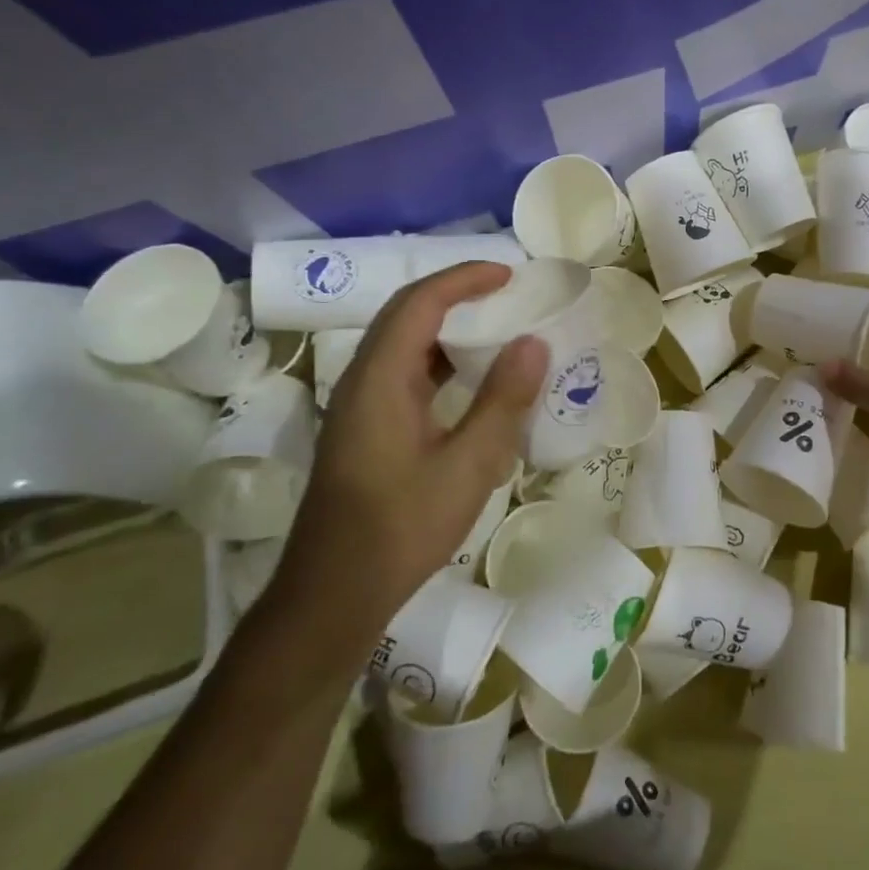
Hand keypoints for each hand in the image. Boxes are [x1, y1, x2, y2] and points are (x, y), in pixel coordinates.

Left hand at [263, 263, 548, 668]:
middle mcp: (363, 382)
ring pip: (404, 346)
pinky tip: (473, 385)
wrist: (334, 594)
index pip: (420, 303)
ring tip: (498, 330)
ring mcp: (360, 407)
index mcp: (380, 380)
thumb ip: (503, 401)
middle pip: (406, 315)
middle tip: (508, 295)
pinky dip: (441, 363)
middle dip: (456, 295)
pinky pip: (405, 375)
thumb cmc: (402, 528)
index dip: (464, 279)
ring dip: (448, 328)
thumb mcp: (468, 465)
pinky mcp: (366, 431)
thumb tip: (534, 343)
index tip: (510, 275)